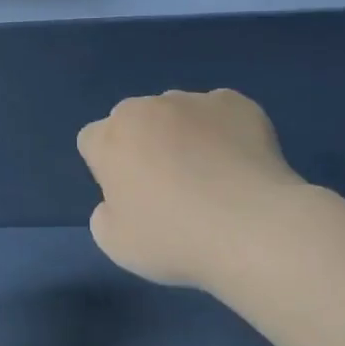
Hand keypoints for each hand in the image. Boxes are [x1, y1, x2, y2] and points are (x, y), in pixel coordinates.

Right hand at [77, 90, 302, 288]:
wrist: (251, 229)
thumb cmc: (173, 239)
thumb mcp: (115, 244)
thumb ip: (105, 214)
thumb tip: (118, 201)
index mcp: (110, 138)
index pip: (92, 140)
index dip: (106, 168)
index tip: (128, 196)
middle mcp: (148, 108)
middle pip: (133, 120)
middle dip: (142, 144)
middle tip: (167, 186)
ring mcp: (196, 101)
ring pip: (178, 113)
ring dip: (183, 134)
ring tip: (210, 176)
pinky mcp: (239, 104)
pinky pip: (221, 113)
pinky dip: (223, 131)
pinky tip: (238, 165)